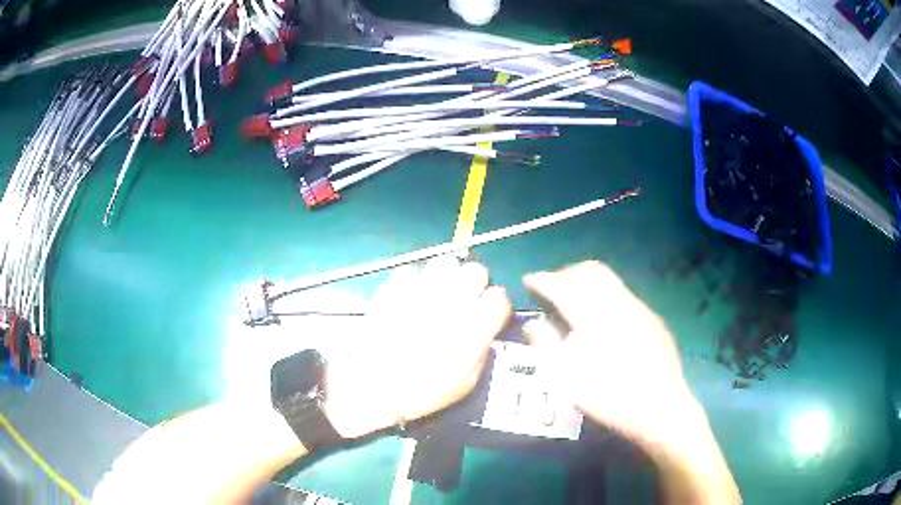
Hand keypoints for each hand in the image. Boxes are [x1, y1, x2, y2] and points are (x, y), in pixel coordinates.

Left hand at [325, 256, 511, 438]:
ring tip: (438, 293)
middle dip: (475, 284)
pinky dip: (414, 281)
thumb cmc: (424, 391)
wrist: (376, 387)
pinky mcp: (395, 288)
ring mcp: (422, 291)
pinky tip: (411, 298)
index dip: (496, 306)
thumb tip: (486, 328)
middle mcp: (452, 302)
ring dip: (447, 276)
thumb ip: (483, 349)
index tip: (489, 314)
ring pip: (446, 262)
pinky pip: (412, 271)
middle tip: (465, 300)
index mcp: (474, 327)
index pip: (499, 297)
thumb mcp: (466, 382)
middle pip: (476, 271)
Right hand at [522, 261, 739, 503]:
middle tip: (551, 285)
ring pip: (610, 279)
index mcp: (595, 318)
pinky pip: (624, 294)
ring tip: (573, 296)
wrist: (660, 408)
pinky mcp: (653, 317)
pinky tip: (603, 318)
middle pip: (590, 270)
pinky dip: (605, 295)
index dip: (542, 279)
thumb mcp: (567, 380)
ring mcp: (640, 308)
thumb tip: (532, 322)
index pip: (563, 286)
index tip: (528, 280)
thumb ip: (546, 345)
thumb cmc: (609, 399)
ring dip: (586, 281)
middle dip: (566, 272)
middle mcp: (620, 303)